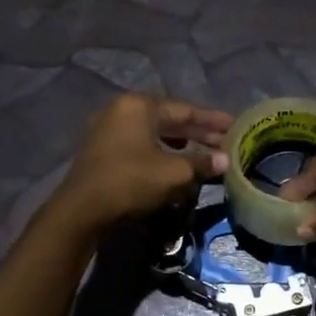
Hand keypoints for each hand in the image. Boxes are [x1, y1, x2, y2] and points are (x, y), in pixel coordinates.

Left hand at [53, 94, 231, 231]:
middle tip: (224, 143)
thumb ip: (202, 162)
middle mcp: (122, 109)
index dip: (212, 120)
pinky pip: (139, 143)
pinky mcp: (101, 149)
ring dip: (180, 142)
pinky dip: (160, 150)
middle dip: (197, 132)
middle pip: (168, 118)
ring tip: (203, 152)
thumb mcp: (174, 173)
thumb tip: (225, 160)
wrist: (81, 210)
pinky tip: (173, 162)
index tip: (235, 127)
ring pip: (153, 131)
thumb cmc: (131, 182)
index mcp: (139, 105)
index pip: (185, 109)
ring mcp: (108, 128)